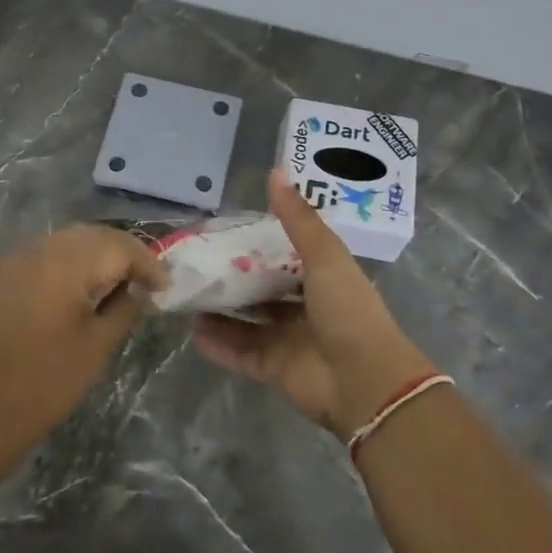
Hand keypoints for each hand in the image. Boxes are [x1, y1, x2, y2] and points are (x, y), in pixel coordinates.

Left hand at [0, 226, 166, 448]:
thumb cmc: (50, 381)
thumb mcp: (100, 344)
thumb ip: (126, 306)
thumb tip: (140, 288)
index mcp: (67, 264)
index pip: (119, 246)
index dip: (147, 263)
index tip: (165, 286)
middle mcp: (41, 249)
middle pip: (94, 235)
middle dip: (124, 253)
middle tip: (147, 279)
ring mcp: (17, 257)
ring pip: (70, 239)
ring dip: (98, 253)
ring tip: (119, 280)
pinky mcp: (3, 272)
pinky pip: (46, 252)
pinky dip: (71, 260)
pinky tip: (83, 284)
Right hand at [194, 169, 425, 440]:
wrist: (364, 381)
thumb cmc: (347, 310)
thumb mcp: (325, 256)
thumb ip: (298, 218)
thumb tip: (275, 171)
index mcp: (323, 279)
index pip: (287, 257)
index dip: (260, 245)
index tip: (227, 231)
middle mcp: (305, 309)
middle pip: (263, 290)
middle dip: (234, 279)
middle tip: (198, 263)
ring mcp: (289, 341)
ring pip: (247, 322)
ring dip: (221, 312)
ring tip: (187, 294)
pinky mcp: (274, 369)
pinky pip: (240, 353)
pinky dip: (218, 344)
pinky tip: (192, 331)